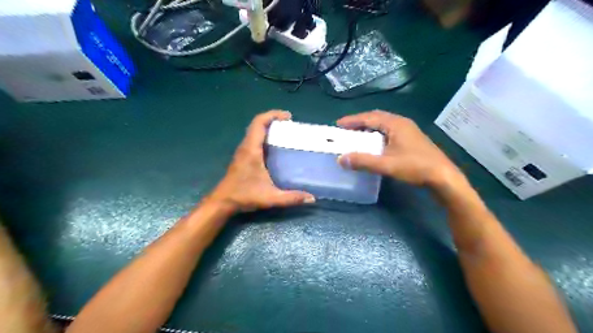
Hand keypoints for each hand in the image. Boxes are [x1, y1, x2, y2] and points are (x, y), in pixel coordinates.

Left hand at [210, 111, 316, 211]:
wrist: (222, 202)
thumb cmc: (244, 196)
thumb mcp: (270, 197)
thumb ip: (291, 198)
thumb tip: (312, 198)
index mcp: (251, 150)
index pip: (259, 123)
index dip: (273, 115)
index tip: (288, 117)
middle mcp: (246, 146)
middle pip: (257, 124)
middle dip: (273, 119)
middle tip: (290, 125)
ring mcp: (243, 151)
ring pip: (254, 131)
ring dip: (268, 127)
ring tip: (285, 133)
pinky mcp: (242, 156)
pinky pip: (254, 139)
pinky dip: (265, 136)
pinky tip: (275, 147)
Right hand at [338, 110, 462, 187]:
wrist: (443, 177)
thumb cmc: (415, 167)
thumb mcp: (386, 165)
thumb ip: (363, 161)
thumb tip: (340, 159)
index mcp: (396, 124)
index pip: (369, 117)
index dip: (353, 120)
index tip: (338, 124)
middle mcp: (402, 123)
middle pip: (376, 118)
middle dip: (360, 122)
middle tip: (346, 129)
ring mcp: (408, 131)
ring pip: (384, 125)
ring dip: (369, 128)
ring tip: (357, 136)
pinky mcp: (411, 140)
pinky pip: (389, 132)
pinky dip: (377, 135)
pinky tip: (375, 144)